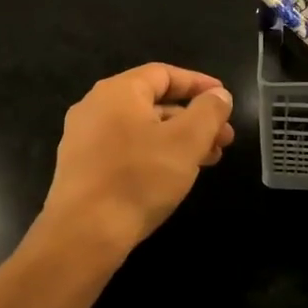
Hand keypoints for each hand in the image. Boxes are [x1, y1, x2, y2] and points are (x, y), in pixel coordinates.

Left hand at [39, 63, 235, 255]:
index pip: (164, 74)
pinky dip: (156, 155)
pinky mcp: (83, 168)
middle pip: (154, 102)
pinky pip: (127, 150)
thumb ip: (208, 112)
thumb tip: (219, 96)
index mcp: (118, 91)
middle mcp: (95, 107)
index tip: (225, 99)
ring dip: (178, 140)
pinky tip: (176, 176)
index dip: (199, 84)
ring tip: (209, 160)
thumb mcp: (187, 141)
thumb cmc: (139, 178)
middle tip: (224, 138)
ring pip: (142, 129)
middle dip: (194, 119)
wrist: (84, 233)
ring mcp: (85, 138)